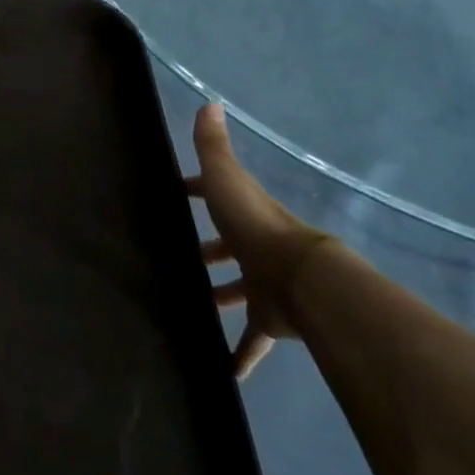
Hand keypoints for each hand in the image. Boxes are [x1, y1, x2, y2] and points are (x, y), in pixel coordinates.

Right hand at [187, 103, 333, 379]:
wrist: (301, 281)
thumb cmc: (256, 227)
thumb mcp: (227, 182)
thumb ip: (214, 148)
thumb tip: (209, 102)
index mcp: (244, 215)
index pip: (217, 196)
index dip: (196, 192)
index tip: (173, 195)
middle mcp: (254, 248)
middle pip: (226, 248)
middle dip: (205, 251)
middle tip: (172, 258)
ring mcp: (263, 285)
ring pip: (236, 292)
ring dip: (217, 297)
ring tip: (186, 306)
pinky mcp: (268, 320)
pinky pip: (251, 339)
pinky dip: (240, 355)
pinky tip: (223, 372)